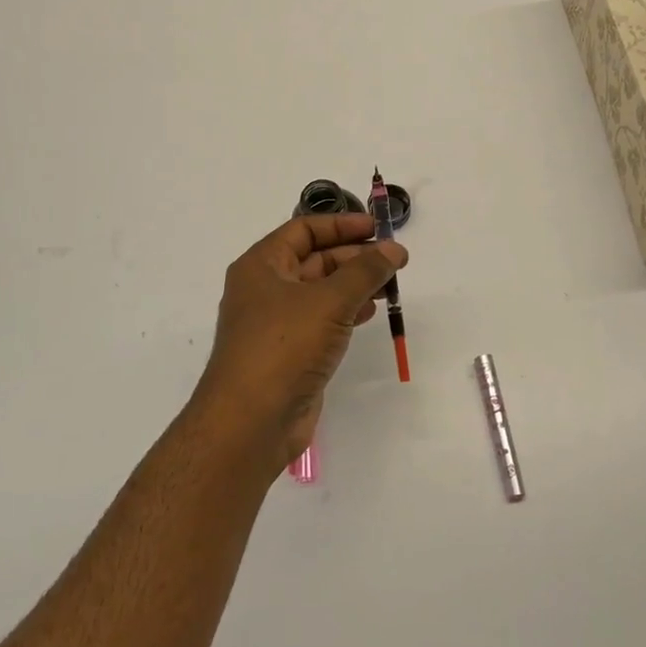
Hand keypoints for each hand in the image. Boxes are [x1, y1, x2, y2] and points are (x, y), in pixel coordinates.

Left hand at [190, 213, 407, 478]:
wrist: (250, 422)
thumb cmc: (284, 346)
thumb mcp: (329, 300)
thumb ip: (365, 272)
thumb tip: (394, 249)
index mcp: (262, 265)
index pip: (304, 230)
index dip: (341, 224)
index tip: (378, 228)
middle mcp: (265, 288)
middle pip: (314, 259)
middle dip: (354, 256)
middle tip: (394, 260)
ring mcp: (276, 323)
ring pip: (320, 291)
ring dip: (354, 284)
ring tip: (390, 285)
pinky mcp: (289, 352)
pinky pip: (321, 320)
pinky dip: (346, 311)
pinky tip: (369, 312)